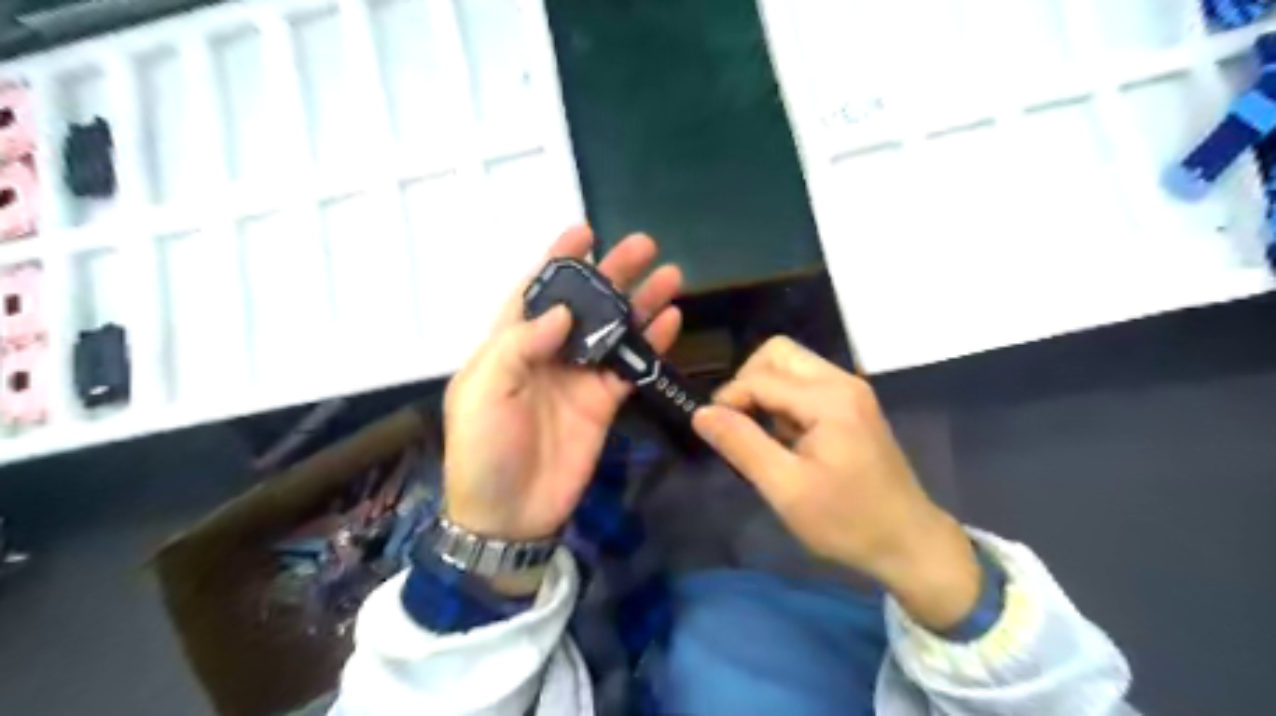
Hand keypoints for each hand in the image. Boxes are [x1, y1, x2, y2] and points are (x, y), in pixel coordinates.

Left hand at [441, 226, 682, 545]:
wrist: (509, 513)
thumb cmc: (483, 449)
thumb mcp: (483, 391)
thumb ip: (520, 345)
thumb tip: (563, 310)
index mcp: (510, 344)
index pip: (536, 291)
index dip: (558, 260)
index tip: (585, 231)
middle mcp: (548, 353)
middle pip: (585, 305)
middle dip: (612, 274)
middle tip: (643, 246)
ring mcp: (579, 378)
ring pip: (614, 331)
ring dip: (640, 304)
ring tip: (669, 276)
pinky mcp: (603, 403)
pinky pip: (630, 368)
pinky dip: (650, 345)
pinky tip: (671, 322)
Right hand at [696, 335, 977, 630]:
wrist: (909, 543)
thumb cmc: (847, 521)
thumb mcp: (786, 489)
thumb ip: (742, 445)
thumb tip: (701, 413)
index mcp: (829, 399)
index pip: (760, 378)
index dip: (728, 400)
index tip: (715, 434)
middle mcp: (842, 382)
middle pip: (778, 353)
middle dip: (747, 381)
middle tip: (740, 425)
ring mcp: (851, 390)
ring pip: (791, 364)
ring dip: (765, 390)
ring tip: (762, 435)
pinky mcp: (853, 404)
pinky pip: (805, 383)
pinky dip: (784, 400)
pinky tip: (785, 438)